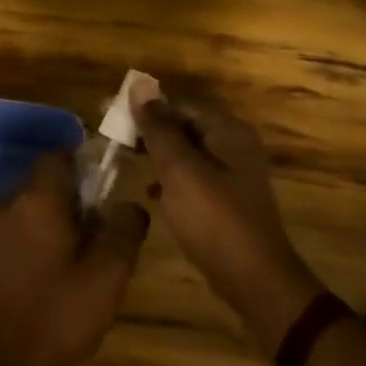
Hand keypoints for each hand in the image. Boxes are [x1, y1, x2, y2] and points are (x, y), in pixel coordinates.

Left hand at [0, 152, 149, 365]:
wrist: (7, 364)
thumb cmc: (61, 314)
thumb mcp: (109, 275)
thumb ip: (124, 230)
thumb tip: (130, 205)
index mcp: (36, 200)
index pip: (56, 157)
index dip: (79, 166)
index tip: (99, 190)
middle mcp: (4, 205)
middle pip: (39, 185)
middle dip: (65, 201)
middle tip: (91, 233)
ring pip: (21, 210)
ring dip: (43, 223)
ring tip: (67, 258)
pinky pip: (7, 233)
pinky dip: (24, 241)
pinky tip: (41, 273)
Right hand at [134, 97, 322, 352]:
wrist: (255, 280)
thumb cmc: (214, 219)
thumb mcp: (179, 170)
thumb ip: (158, 127)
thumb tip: (139, 85)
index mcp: (227, 131)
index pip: (179, 103)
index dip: (144, 106)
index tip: (110, 114)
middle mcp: (234, 144)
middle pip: (184, 125)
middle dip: (149, 130)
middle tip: (114, 139)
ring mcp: (233, 173)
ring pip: (186, 151)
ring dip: (157, 154)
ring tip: (126, 160)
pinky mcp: (227, 199)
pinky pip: (193, 176)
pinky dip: (170, 178)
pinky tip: (150, 193)